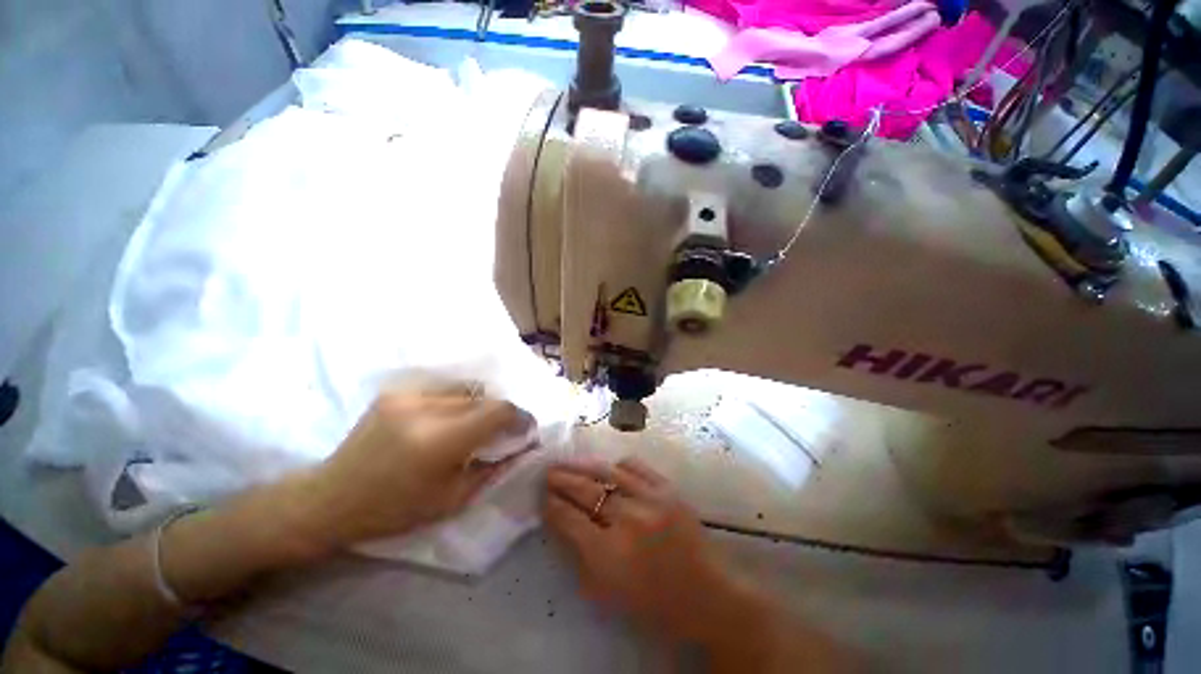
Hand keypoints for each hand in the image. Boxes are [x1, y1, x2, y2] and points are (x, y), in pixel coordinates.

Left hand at [302, 391, 532, 549]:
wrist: (330, 499)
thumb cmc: (394, 510)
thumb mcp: (452, 500)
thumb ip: (493, 469)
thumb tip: (523, 447)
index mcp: (440, 441)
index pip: (499, 410)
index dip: (520, 417)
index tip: (525, 430)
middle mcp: (425, 409)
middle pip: (484, 396)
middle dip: (500, 413)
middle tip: (500, 432)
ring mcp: (407, 396)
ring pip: (465, 388)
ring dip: (478, 405)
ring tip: (471, 425)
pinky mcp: (395, 392)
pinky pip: (442, 389)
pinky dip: (455, 401)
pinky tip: (445, 420)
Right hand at [543, 458, 773, 645]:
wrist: (706, 594)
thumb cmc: (653, 603)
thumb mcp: (607, 592)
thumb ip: (580, 555)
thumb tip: (562, 521)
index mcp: (609, 554)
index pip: (570, 520)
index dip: (553, 506)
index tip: (543, 496)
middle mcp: (628, 520)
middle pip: (586, 491)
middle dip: (562, 480)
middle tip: (548, 471)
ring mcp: (650, 499)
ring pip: (608, 472)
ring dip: (584, 466)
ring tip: (569, 462)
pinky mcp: (668, 488)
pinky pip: (636, 466)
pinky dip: (618, 465)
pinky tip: (608, 467)